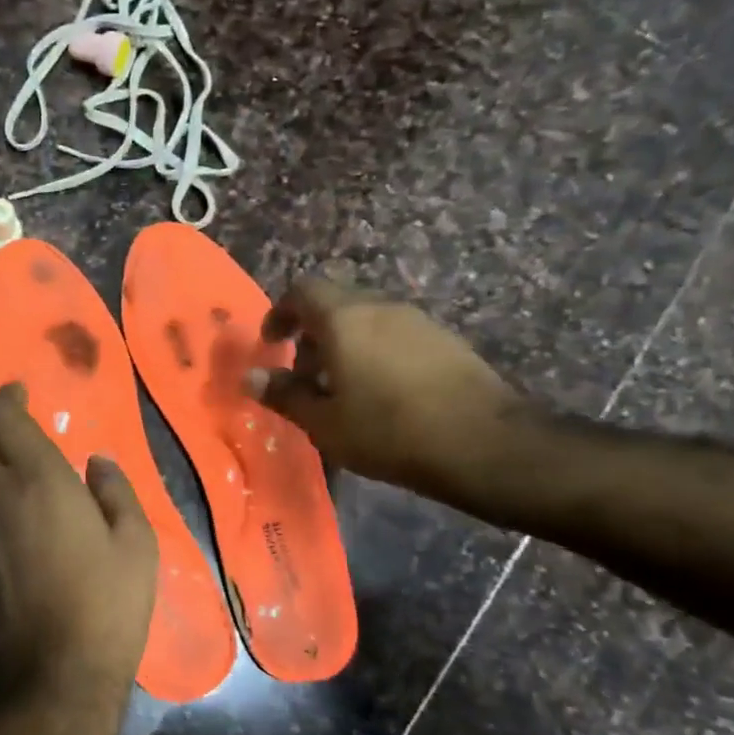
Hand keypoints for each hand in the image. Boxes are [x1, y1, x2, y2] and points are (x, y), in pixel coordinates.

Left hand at [0, 384, 157, 734]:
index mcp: (37, 479)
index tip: (20, 392)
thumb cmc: (107, 604)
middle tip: (4, 423)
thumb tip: (98, 463)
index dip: (6, 396)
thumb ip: (115, 491)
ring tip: (4, 462)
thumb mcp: (136, 543)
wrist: (55, 678)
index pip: (2, 416)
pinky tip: (7, 511)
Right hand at [248, 279, 524, 499]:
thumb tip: (249, 377)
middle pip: (335, 303)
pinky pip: (395, 335)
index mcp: (344, 319)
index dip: (280, 313)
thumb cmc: (388, 431)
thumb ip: (284, 394)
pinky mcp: (446, 340)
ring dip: (345, 345)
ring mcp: (419, 321)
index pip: (302, 290)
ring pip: (367, 320)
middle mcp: (381, 307)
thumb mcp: (324, 422)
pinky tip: (382, 395)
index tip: (271, 344)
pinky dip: (375, 353)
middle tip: (305, 376)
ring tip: (342, 390)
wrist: (484, 444)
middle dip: (312, 334)